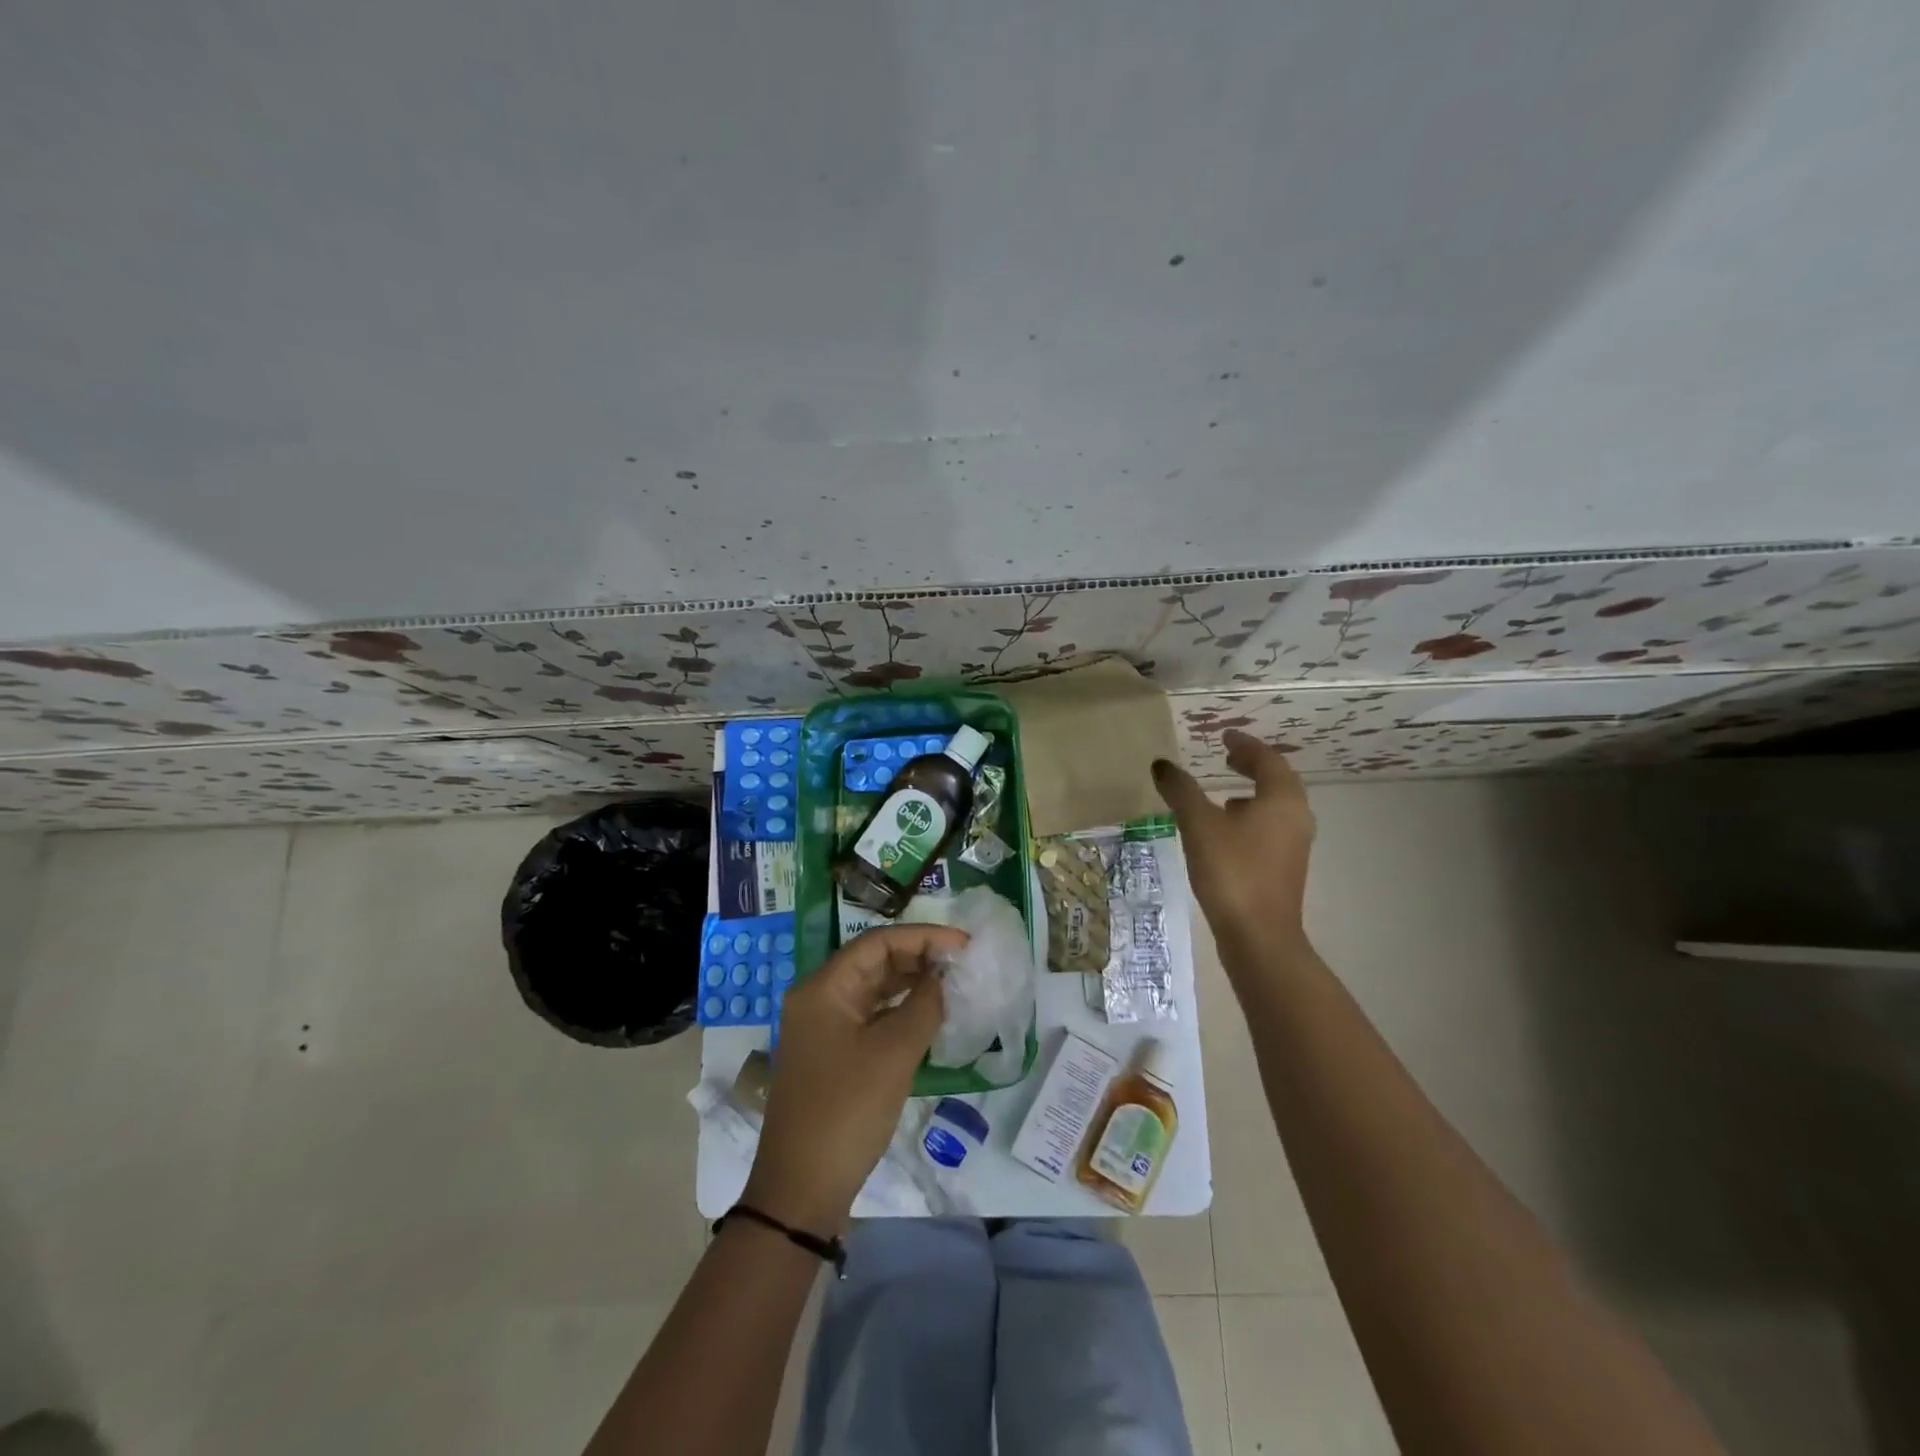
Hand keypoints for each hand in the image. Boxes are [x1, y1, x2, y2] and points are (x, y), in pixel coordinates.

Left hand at [743, 923, 967, 1234]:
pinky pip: (871, 1017)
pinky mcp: (834, 1054)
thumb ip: (924, 1005)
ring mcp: (824, 1027)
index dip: (923, 937)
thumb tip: (945, 976)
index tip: (964, 943)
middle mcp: (819, 998)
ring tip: (954, 983)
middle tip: (963, 963)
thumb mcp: (893, 1054)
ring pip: (874, 990)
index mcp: (824, 988)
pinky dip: (901, 1011)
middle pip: (874, 962)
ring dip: (912, 984)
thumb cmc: (847, 1111)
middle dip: (919, 958)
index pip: (877, 942)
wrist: (802, 1189)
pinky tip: (931, 1015)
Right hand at [1152, 729, 1316, 951]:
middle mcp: (1296, 817)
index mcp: (1282, 799)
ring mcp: (1294, 845)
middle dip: (1252, 765)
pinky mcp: (1285, 867)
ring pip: (1276, 806)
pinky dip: (1251, 816)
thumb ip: (1181, 790)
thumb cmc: (1232, 871)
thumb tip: (1161, 764)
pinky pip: (1270, 827)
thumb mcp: (1199, 825)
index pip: (1267, 759)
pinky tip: (1227, 830)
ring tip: (1225, 791)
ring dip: (1253, 792)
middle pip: (1277, 780)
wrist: (1258, 936)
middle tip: (1227, 756)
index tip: (1224, 736)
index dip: (1245, 744)